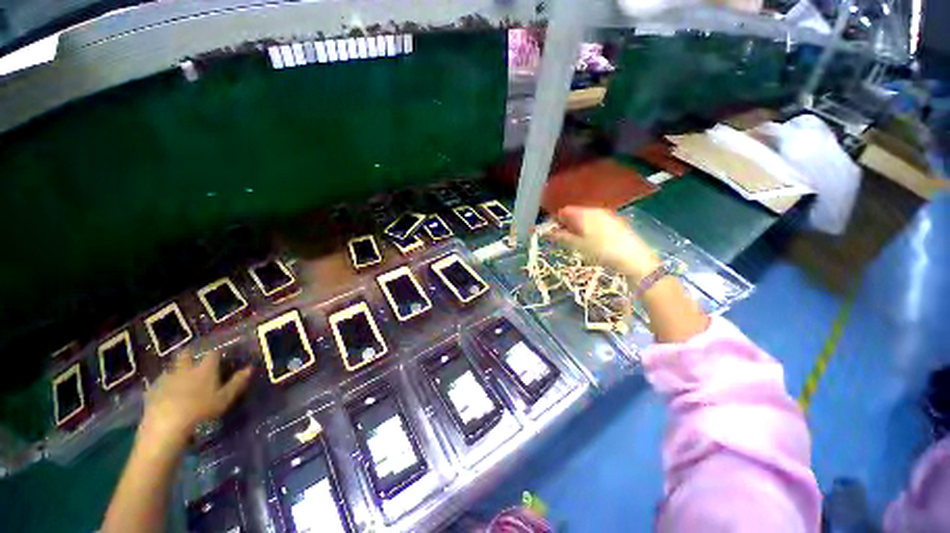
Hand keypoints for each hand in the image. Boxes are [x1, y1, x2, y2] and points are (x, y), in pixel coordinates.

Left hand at [140, 351, 251, 444]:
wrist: (167, 425)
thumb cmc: (201, 410)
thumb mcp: (225, 398)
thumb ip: (237, 382)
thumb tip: (250, 368)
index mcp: (205, 369)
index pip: (213, 353)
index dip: (217, 353)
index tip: (220, 355)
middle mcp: (185, 369)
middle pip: (186, 354)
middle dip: (190, 354)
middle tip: (194, 360)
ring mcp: (166, 378)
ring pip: (171, 368)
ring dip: (176, 370)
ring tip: (179, 379)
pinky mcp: (152, 390)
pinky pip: (158, 383)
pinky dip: (163, 385)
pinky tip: (165, 393)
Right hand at [548, 206, 659, 281]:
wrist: (632, 257)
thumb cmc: (600, 251)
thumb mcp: (577, 245)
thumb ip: (561, 237)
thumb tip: (548, 232)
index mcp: (583, 213)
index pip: (564, 211)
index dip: (556, 221)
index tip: (552, 233)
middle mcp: (595, 210)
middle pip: (575, 213)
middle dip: (567, 224)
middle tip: (564, 239)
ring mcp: (607, 214)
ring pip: (586, 217)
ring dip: (578, 226)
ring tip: (578, 242)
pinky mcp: (615, 221)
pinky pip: (597, 221)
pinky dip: (590, 227)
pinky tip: (593, 240)